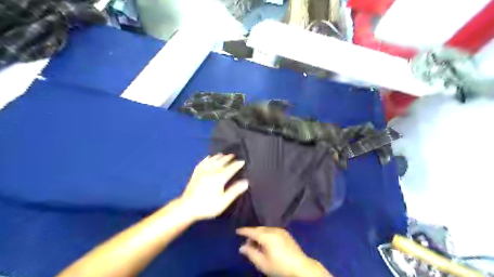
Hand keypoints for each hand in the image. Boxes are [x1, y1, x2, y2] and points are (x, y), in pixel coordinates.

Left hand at [180, 154, 248, 220]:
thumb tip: (245, 182)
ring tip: (223, 154)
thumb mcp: (223, 202)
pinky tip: (208, 157)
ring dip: (219, 156)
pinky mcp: (196, 174)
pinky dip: (207, 159)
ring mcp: (202, 172)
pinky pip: (202, 163)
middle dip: (228, 158)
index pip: (231, 168)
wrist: (187, 208)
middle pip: (221, 162)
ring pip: (212, 160)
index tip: (243, 161)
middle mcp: (211, 172)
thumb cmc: (207, 206)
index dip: (237, 164)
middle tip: (234, 155)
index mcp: (219, 178)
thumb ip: (234, 191)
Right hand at [237, 227, 331, 276]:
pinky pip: (272, 230)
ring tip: (256, 244)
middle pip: (259, 229)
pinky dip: (266, 234)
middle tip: (246, 243)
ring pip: (265, 229)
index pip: (252, 231)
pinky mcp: (285, 233)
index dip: (244, 231)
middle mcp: (273, 230)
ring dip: (259, 234)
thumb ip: (250, 253)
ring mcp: (280, 231)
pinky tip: (266, 242)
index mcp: (267, 236)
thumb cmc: (279, 266)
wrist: (300, 267)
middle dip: (251, 234)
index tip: (237, 231)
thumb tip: (241, 247)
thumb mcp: (262, 263)